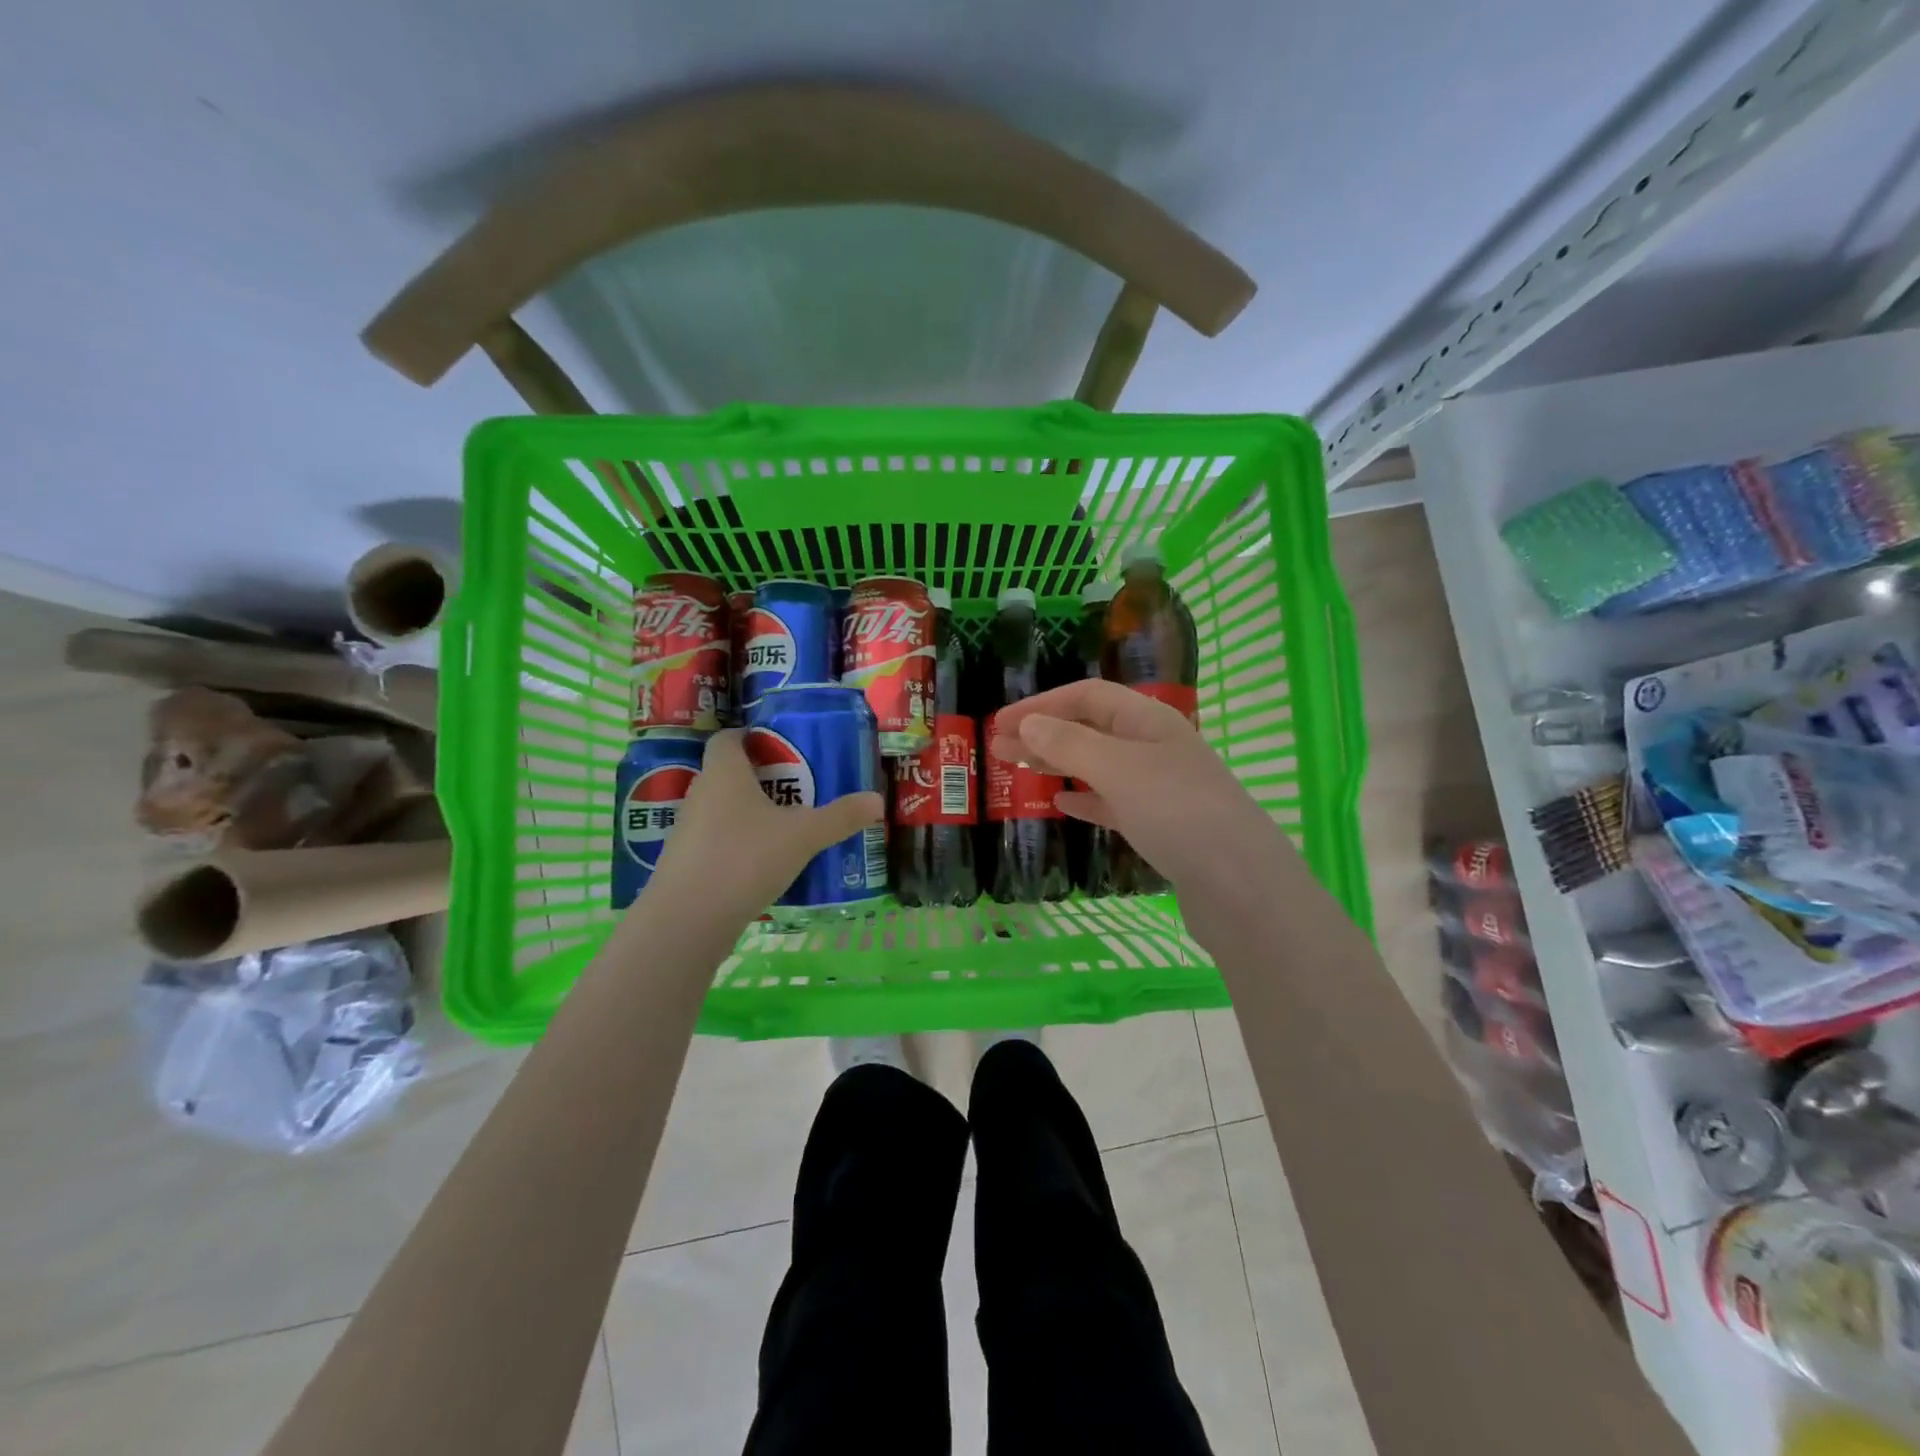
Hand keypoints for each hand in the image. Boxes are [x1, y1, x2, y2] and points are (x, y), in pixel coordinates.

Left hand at [641, 730, 883, 924]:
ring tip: (784, 828)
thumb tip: (877, 800)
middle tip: (795, 789)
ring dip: (747, 814)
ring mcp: (687, 831)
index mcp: (724, 774)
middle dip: (758, 778)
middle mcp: (700, 795)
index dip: (750, 737)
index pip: (728, 739)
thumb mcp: (803, 836)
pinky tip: (762, 865)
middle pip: (726, 774)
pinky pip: (714, 842)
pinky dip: (736, 845)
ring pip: (720, 810)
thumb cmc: (745, 858)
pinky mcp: (684, 864)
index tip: (779, 746)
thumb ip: (840, 817)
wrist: (687, 920)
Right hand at [988, 678, 1290, 896]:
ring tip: (1021, 770)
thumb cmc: (1177, 812)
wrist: (1241, 886)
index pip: (1088, 696)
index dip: (1042, 704)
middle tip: (997, 748)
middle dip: (1044, 734)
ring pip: (1099, 766)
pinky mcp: (1162, 826)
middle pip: (1091, 729)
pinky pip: (1114, 802)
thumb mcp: (1117, 769)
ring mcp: (1161, 787)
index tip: (999, 723)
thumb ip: (1070, 744)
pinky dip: (1086, 799)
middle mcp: (1156, 746)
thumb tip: (1028, 722)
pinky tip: (1063, 805)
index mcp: (1150, 720)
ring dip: (1060, 764)